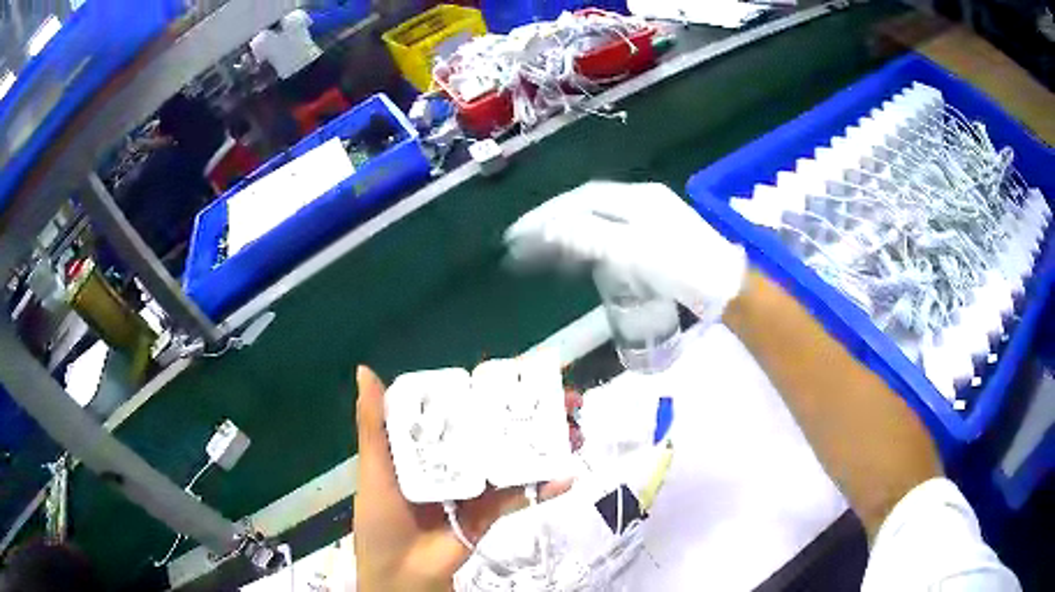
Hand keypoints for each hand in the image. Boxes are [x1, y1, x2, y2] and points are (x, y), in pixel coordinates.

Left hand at [353, 366, 570, 591]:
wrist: (401, 572)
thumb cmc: (381, 517)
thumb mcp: (374, 467)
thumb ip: (373, 423)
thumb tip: (365, 369)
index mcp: (428, 443)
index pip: (463, 406)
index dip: (492, 387)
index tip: (525, 369)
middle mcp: (457, 458)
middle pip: (498, 428)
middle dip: (533, 411)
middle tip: (566, 396)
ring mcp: (478, 485)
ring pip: (516, 458)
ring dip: (547, 443)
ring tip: (576, 429)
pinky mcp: (492, 512)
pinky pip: (520, 495)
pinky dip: (544, 487)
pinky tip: (567, 475)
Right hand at [505, 181, 747, 323]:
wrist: (726, 287)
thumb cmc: (683, 269)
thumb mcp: (636, 253)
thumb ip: (591, 238)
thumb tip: (549, 228)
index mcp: (637, 199)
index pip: (582, 199)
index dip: (548, 213)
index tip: (520, 232)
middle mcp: (642, 201)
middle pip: (588, 206)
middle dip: (553, 221)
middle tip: (522, 242)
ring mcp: (651, 218)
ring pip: (599, 219)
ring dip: (569, 233)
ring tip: (541, 251)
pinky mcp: (657, 238)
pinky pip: (613, 233)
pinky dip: (590, 243)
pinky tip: (579, 255)